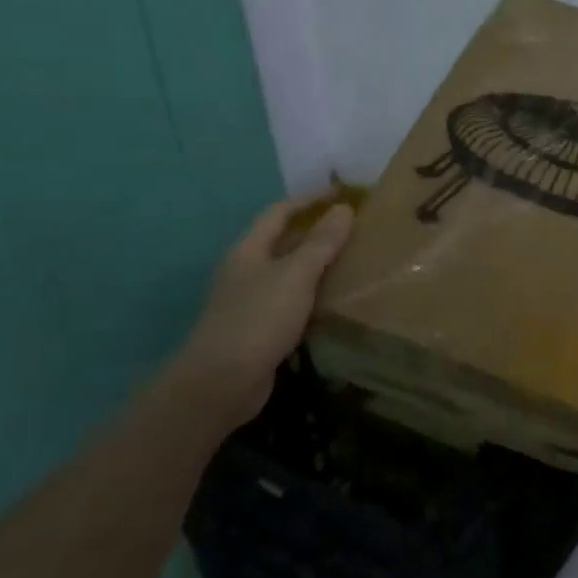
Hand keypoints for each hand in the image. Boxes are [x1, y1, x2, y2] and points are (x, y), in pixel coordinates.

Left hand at [161, 192, 354, 428]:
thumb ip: (321, 243)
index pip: (279, 212)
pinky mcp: (261, 329)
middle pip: (283, 241)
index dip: (309, 200)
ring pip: (290, 273)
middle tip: (356, 228)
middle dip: (317, 231)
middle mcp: (247, 271)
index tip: (342, 194)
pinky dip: (315, 295)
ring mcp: (252, 301)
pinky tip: (338, 301)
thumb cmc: (258, 319)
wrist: (221, 383)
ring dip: (319, 265)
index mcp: (249, 250)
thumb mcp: (295, 276)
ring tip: (355, 261)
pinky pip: (293, 301)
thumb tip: (343, 209)